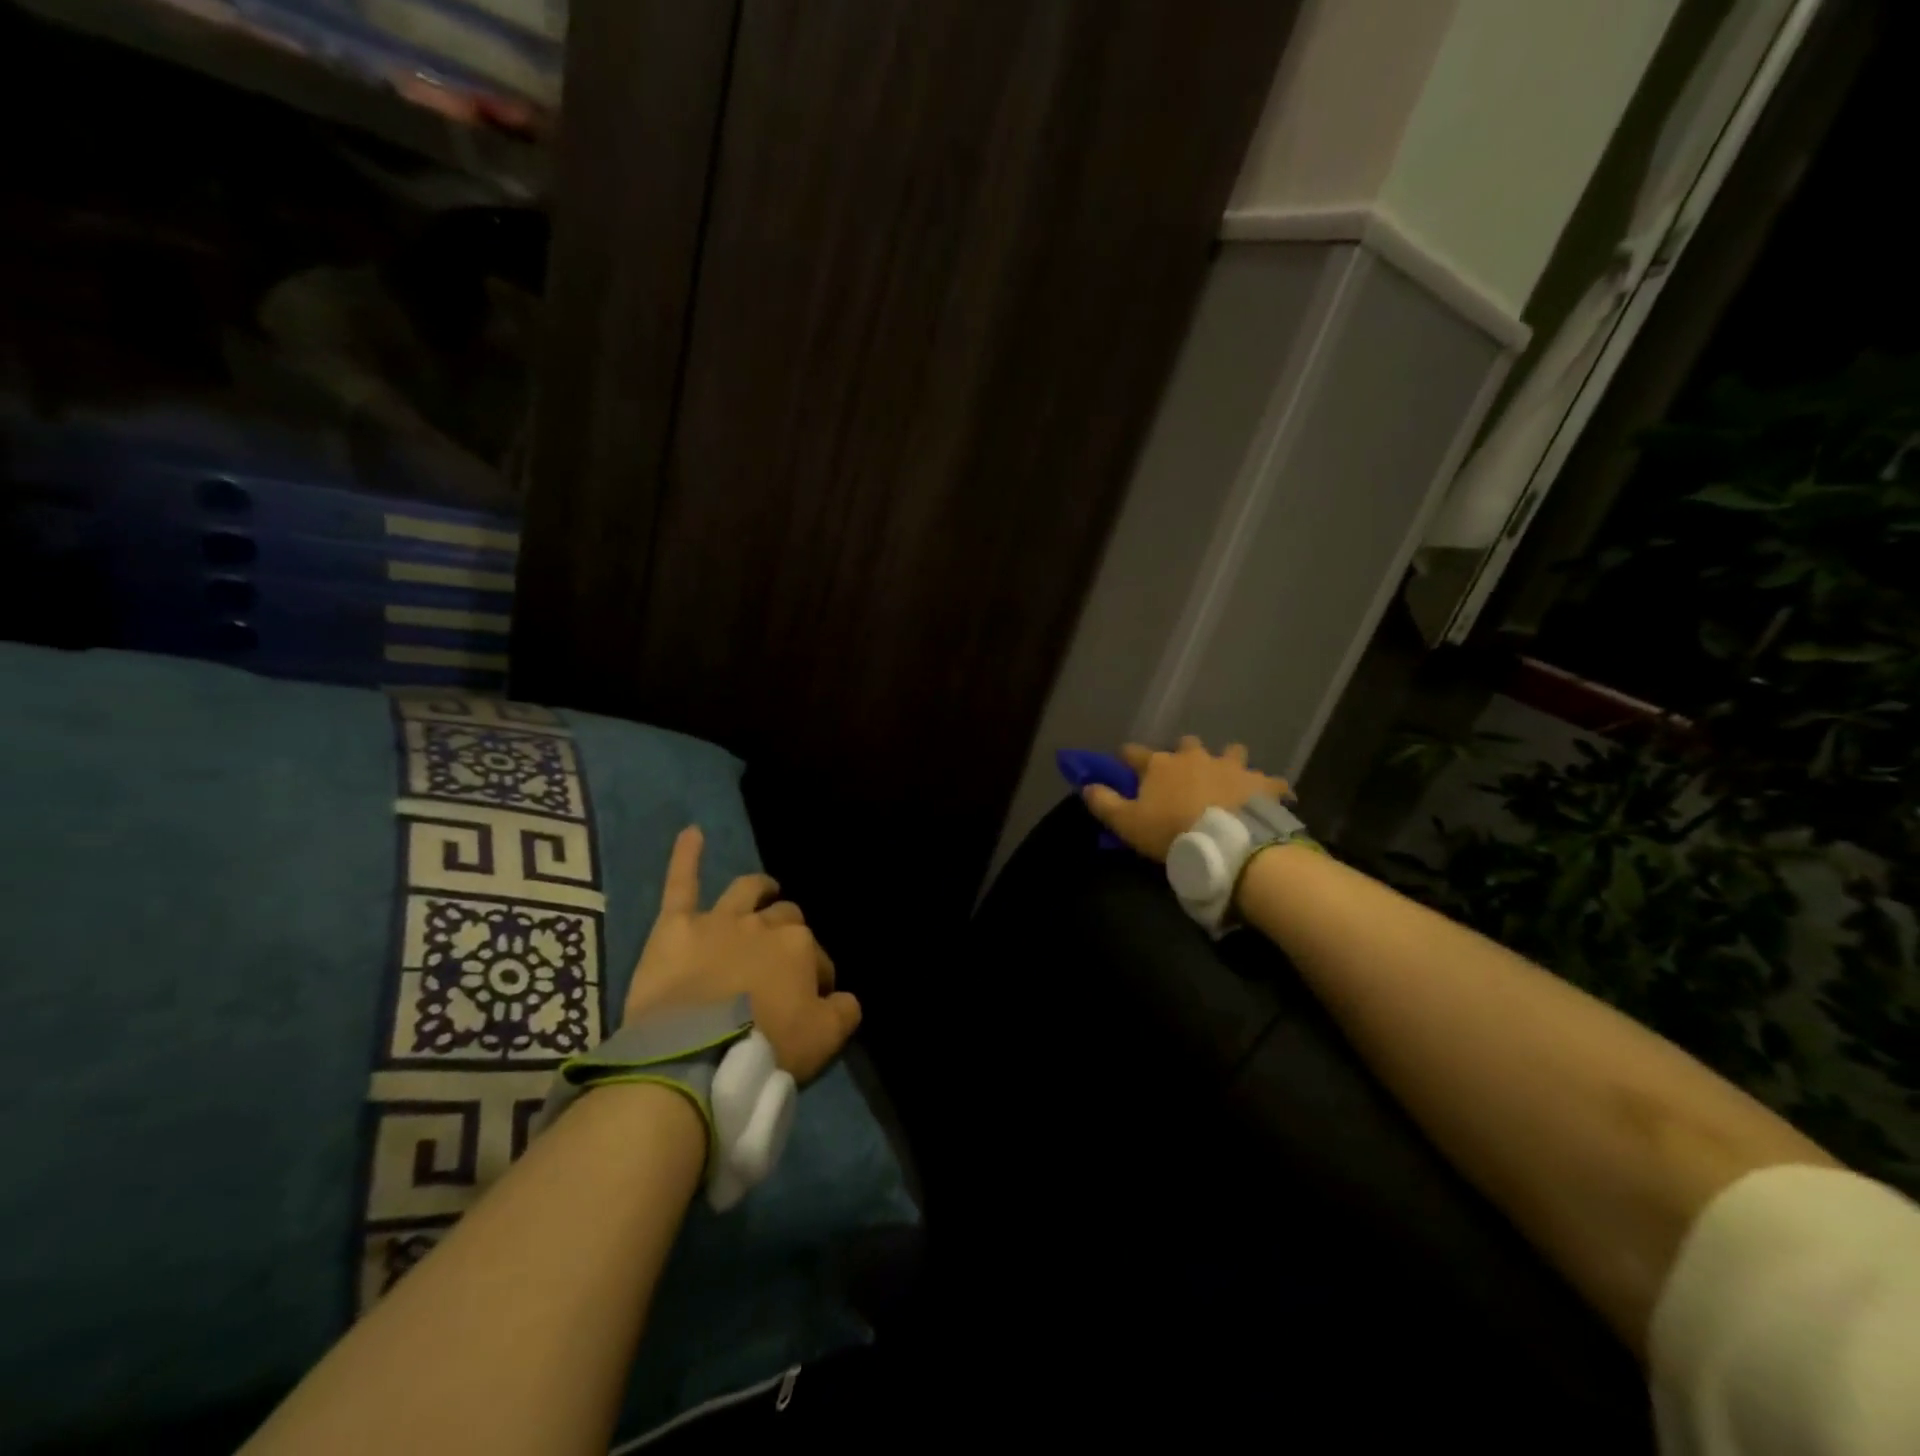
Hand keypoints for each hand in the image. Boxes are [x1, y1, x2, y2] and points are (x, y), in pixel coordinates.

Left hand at [624, 827, 861, 1084]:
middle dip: (789, 932)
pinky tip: (691, 832)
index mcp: (799, 948)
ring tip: (766, 889)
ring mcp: (719, 921)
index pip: (817, 956)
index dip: (817, 976)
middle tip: (784, 958)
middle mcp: (763, 924)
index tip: (812, 998)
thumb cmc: (764, 1049)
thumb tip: (846, 997)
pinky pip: (681, 883)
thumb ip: (844, 1012)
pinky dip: (686, 856)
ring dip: (760, 889)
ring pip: (746, 892)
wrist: (693, 1057)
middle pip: (784, 919)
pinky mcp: (676, 927)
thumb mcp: (824, 1040)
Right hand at [1081, 736, 1289, 861]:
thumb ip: (1104, 803)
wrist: (1229, 842)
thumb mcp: (1127, 823)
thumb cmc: (1171, 831)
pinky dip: (1266, 788)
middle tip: (1184, 774)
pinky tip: (1268, 798)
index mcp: (1161, 764)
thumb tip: (1086, 786)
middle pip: (1186, 743)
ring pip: (1232, 752)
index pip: (1134, 752)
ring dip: (1228, 762)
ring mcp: (1232, 766)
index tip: (1124, 763)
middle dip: (1184, 753)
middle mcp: (1196, 756)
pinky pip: (1269, 781)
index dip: (1127, 757)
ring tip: (1229, 779)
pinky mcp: (1262, 782)